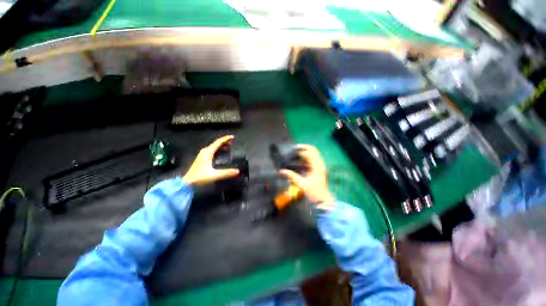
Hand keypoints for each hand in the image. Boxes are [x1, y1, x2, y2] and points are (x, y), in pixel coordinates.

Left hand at [182, 135, 239, 185]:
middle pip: (216, 143)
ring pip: (214, 146)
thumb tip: (238, 171)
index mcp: (208, 152)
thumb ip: (226, 173)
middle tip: (233, 141)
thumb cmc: (199, 177)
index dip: (226, 139)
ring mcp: (203, 154)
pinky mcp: (202, 158)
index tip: (233, 137)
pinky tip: (222, 152)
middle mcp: (205, 151)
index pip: (218, 142)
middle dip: (225, 141)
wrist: (187, 182)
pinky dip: (218, 149)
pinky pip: (212, 150)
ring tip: (229, 145)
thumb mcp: (214, 175)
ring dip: (222, 145)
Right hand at [279, 144, 334, 209]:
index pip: (310, 152)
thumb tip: (281, 171)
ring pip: (314, 154)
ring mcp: (320, 166)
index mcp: (317, 166)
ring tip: (295, 153)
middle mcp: (320, 164)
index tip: (293, 148)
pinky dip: (307, 157)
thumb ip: (292, 176)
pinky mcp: (319, 169)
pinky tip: (299, 161)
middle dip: (304, 148)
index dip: (302, 148)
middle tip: (294, 149)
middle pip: (313, 150)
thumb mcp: (302, 184)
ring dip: (305, 152)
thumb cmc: (314, 192)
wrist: (323, 200)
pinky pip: (313, 159)